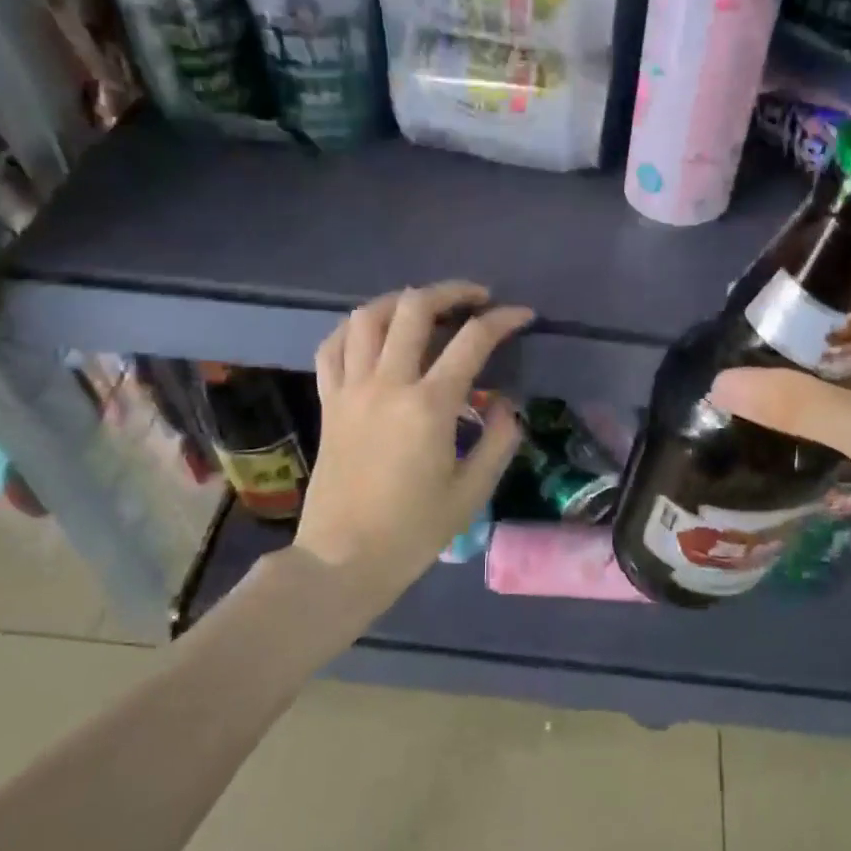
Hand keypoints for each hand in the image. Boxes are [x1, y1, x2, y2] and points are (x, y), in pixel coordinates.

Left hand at [296, 281, 530, 606]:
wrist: (343, 559)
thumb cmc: (413, 531)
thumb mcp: (472, 492)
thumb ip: (498, 440)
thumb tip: (506, 403)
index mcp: (429, 406)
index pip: (472, 341)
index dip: (503, 320)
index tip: (522, 316)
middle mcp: (387, 384)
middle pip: (414, 308)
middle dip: (451, 291)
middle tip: (476, 298)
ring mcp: (350, 389)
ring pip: (367, 317)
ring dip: (400, 301)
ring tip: (424, 306)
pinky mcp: (328, 402)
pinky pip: (332, 346)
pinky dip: (354, 328)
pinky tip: (373, 333)